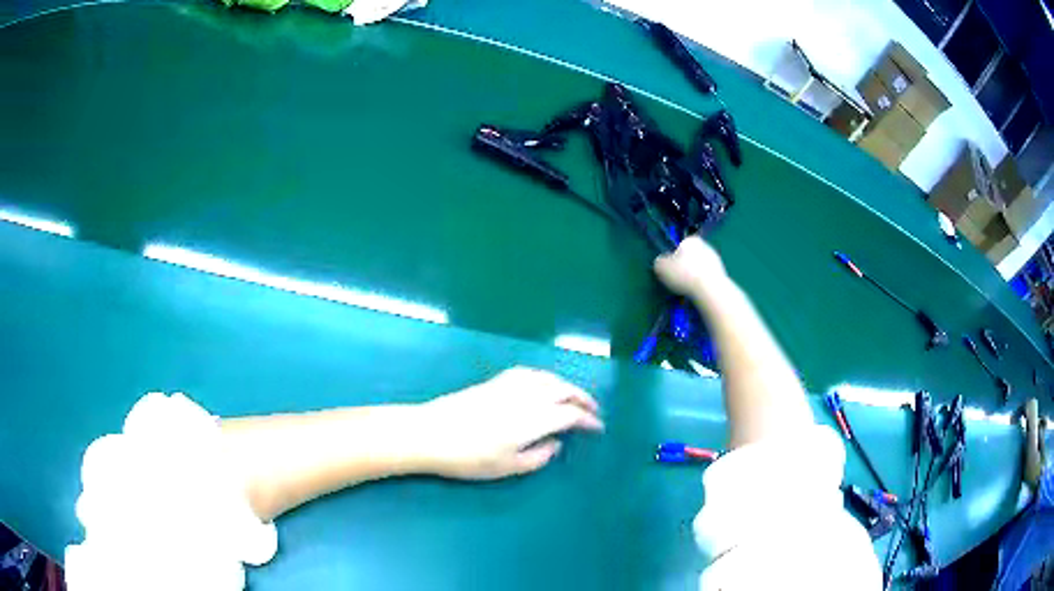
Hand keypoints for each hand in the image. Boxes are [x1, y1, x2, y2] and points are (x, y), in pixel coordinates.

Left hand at [419, 367, 602, 479]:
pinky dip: (544, 377)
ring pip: (547, 377)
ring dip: (565, 385)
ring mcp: (509, 385)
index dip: (587, 420)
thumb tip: (555, 444)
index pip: (570, 413)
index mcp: (534, 418)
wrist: (430, 433)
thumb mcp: (507, 467)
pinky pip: (529, 373)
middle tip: (592, 410)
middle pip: (563, 389)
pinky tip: (542, 384)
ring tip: (572, 396)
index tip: (597, 428)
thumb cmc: (469, 457)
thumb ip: (538, 457)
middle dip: (582, 398)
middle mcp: (526, 396)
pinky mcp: (494, 382)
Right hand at [653, 235, 726, 297]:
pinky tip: (697, 292)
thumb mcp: (661, 268)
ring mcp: (716, 260)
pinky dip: (702, 284)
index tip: (670, 271)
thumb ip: (659, 262)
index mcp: (691, 240)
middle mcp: (705, 246)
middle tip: (677, 281)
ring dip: (693, 276)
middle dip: (684, 267)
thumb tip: (661, 263)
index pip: (679, 247)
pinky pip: (707, 278)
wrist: (710, 289)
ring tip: (687, 289)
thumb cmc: (684, 274)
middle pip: (690, 257)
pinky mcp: (722, 274)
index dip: (673, 259)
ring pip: (699, 268)